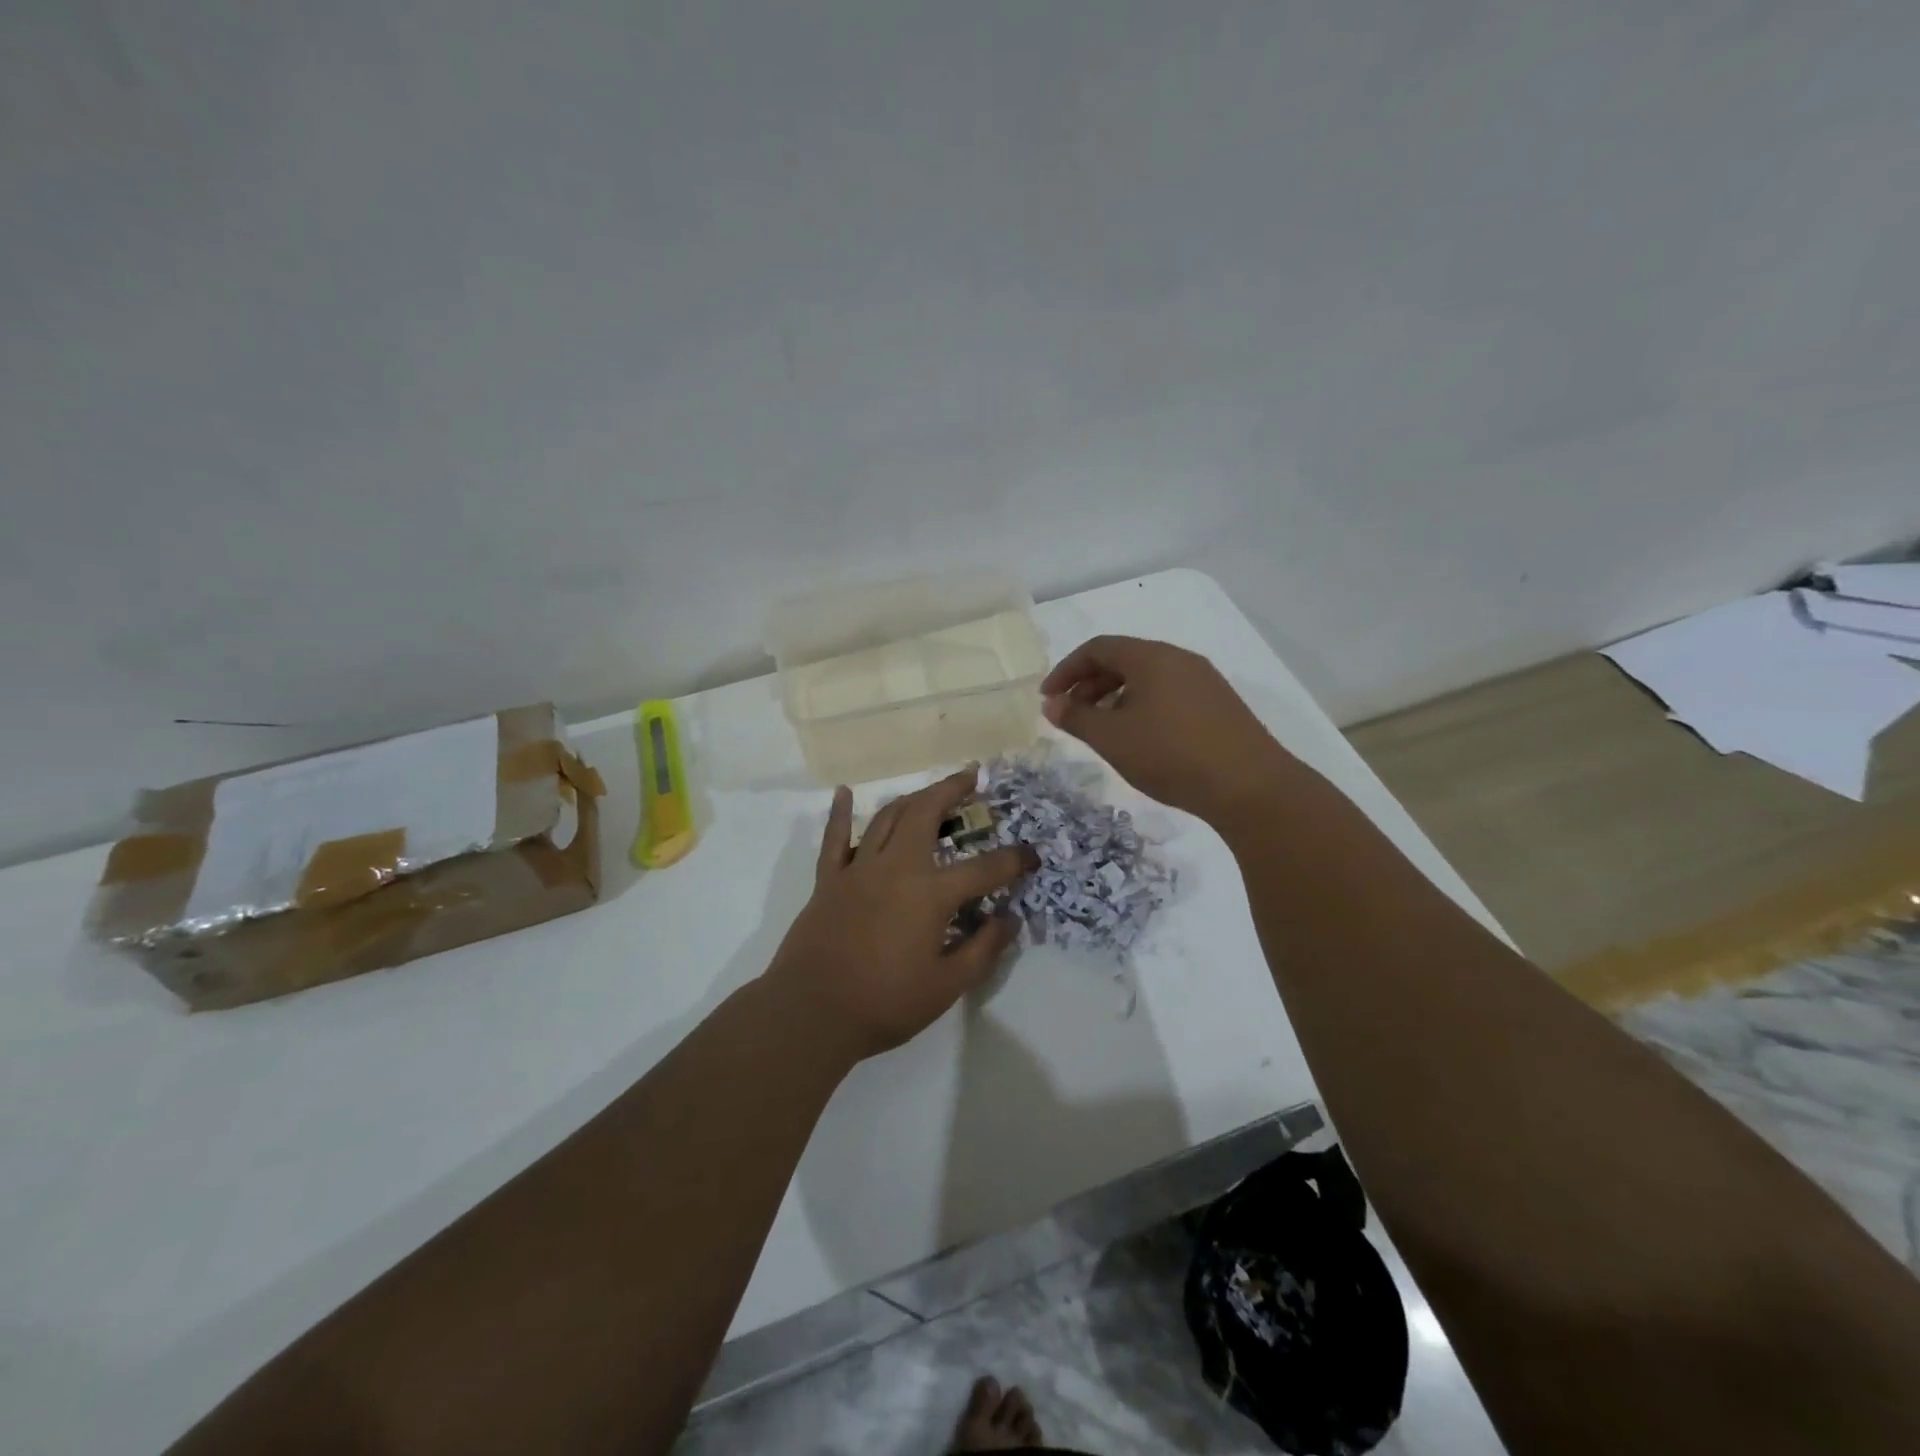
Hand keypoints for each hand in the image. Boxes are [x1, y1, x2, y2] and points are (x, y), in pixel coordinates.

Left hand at [762, 768, 1038, 1062]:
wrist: (812, 1012)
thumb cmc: (884, 1003)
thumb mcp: (946, 987)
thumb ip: (982, 950)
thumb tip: (1009, 920)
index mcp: (930, 894)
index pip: (984, 869)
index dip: (1014, 861)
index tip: (1031, 855)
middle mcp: (896, 868)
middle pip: (926, 814)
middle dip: (952, 790)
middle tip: (971, 778)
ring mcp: (858, 869)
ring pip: (887, 818)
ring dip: (912, 798)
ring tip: (930, 791)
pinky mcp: (828, 880)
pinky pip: (834, 838)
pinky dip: (840, 813)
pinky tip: (844, 792)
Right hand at [1041, 636, 1294, 824]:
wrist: (1249, 786)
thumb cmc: (1170, 755)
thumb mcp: (1112, 738)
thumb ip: (1076, 718)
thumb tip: (1052, 704)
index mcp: (1151, 657)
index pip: (1098, 648)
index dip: (1066, 670)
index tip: (1048, 698)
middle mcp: (1179, 659)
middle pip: (1124, 659)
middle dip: (1090, 685)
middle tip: (1071, 715)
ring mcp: (1204, 681)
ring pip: (1148, 678)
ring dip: (1115, 698)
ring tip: (1102, 730)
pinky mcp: (1219, 705)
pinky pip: (1169, 694)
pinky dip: (1142, 707)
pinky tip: (1141, 739)